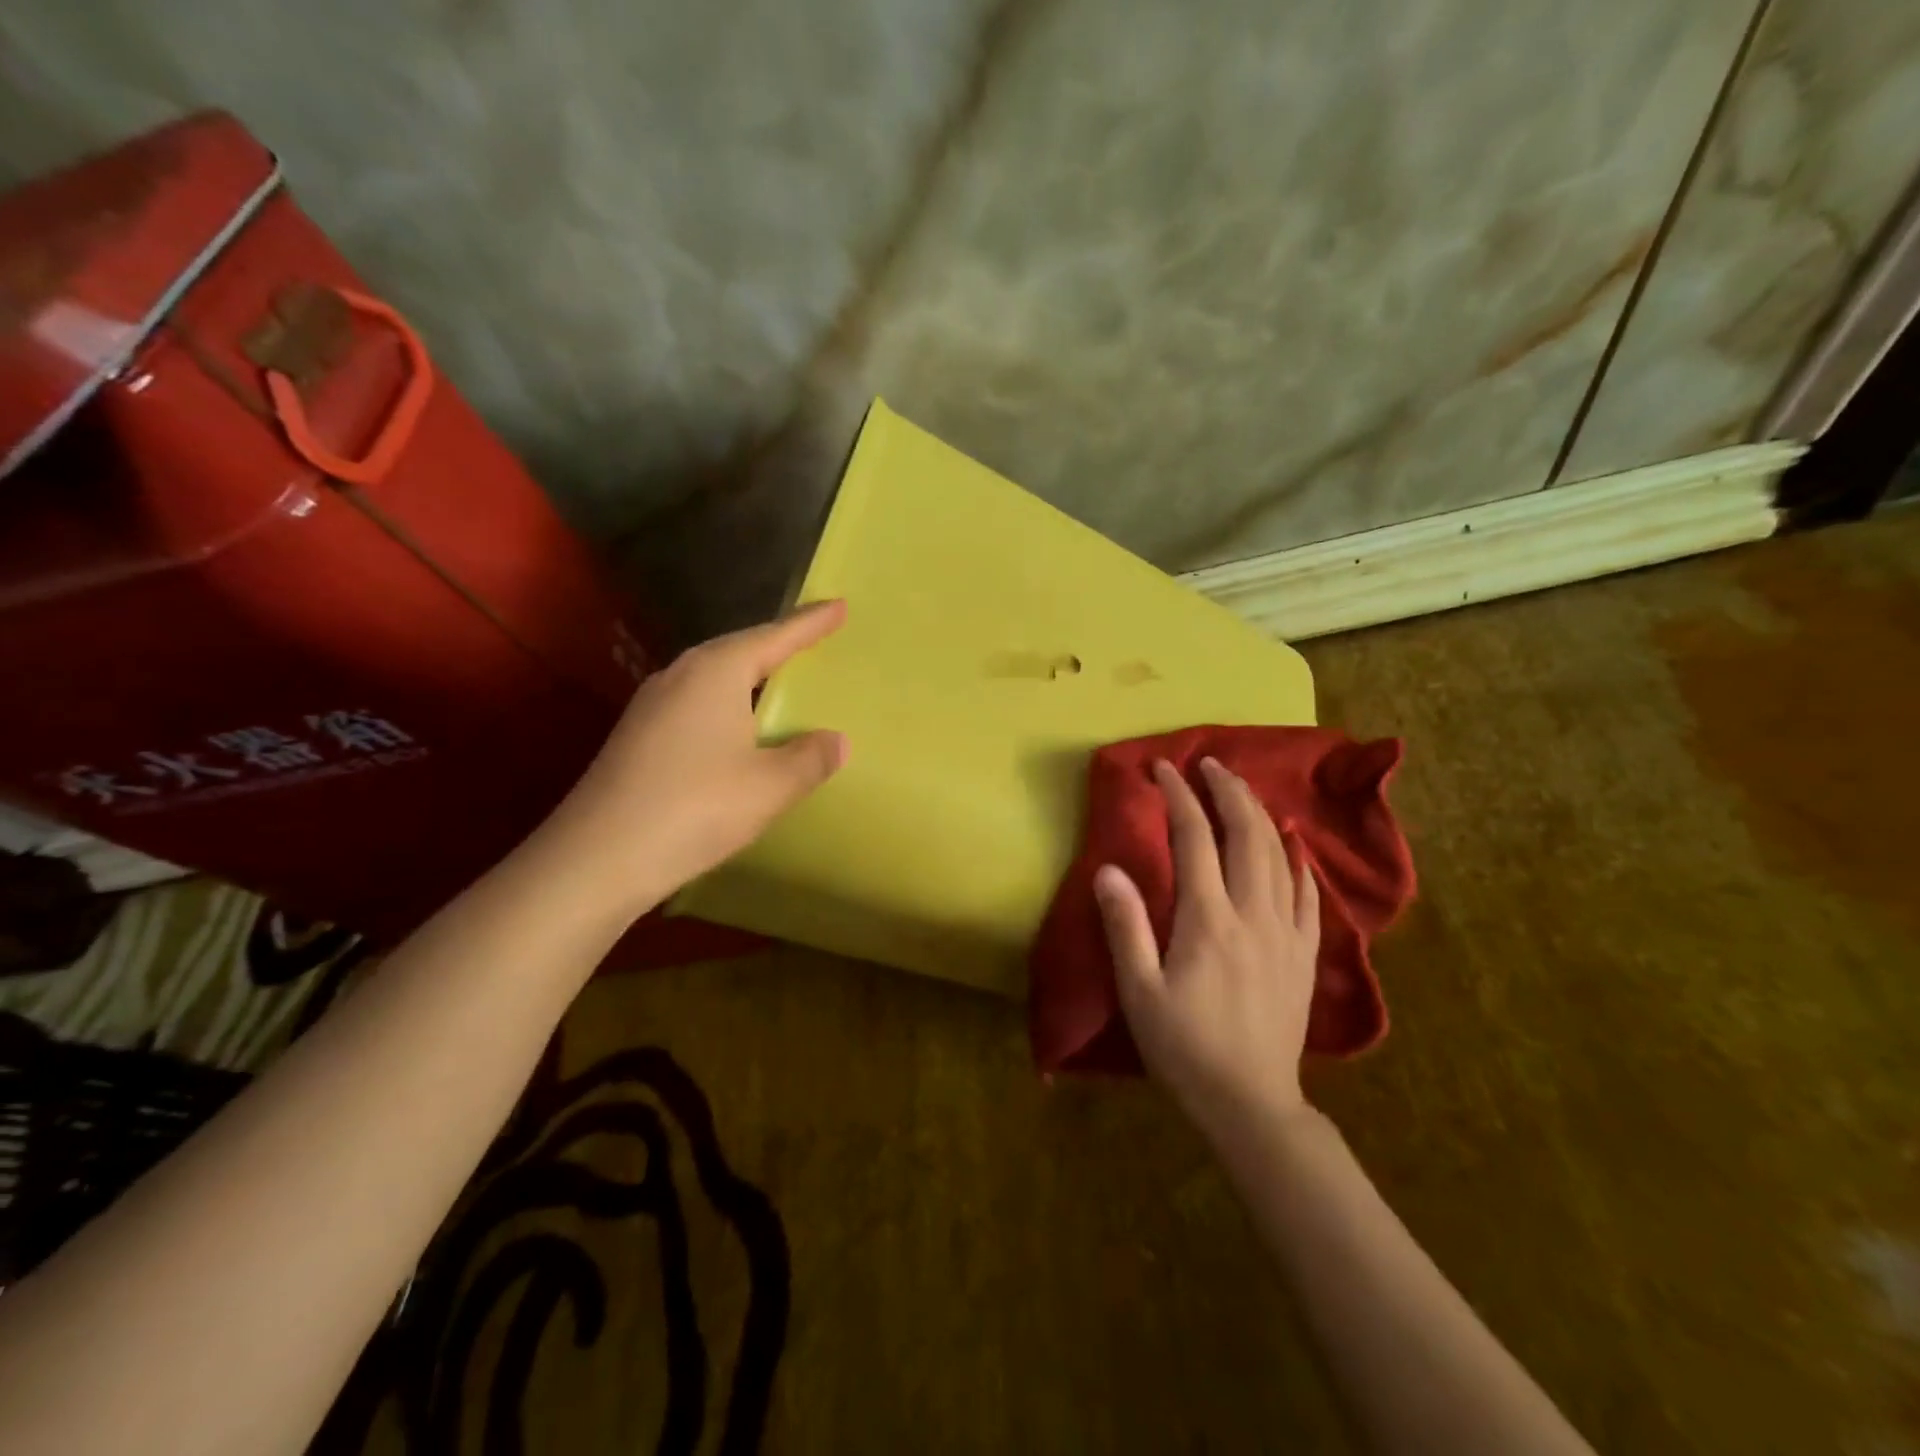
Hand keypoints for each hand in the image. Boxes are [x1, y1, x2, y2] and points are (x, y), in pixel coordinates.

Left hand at [541, 600, 848, 922]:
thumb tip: (836, 741)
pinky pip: (697, 703)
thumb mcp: (770, 786)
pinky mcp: (639, 735)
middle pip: (740, 649)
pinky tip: (737, 729)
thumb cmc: (695, 808)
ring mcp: (653, 705)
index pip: (775, 636)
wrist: (598, 857)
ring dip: (750, 675)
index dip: (811, 623)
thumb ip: (809, 759)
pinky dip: (728, 705)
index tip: (839, 605)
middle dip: (778, 644)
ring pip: (714, 677)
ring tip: (780, 680)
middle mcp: (681, 675)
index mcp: (717, 672)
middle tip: (814, 640)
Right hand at [1093, 757, 1320, 1142]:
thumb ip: (1125, 926)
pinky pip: (1308, 895)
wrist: (1251, 1103)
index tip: (1164, 769)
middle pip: (1246, 835)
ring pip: (1280, 856)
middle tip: (1209, 764)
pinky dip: (1298, 861)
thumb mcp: (1140, 992)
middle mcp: (1252, 914)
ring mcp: (1285, 932)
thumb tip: (1108, 868)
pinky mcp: (1303, 954)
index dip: (1180, 797)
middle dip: (1228, 791)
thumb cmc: (1185, 1048)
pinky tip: (1293, 845)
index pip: (1195, 840)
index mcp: (1208, 920)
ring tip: (1242, 790)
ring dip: (1260, 815)